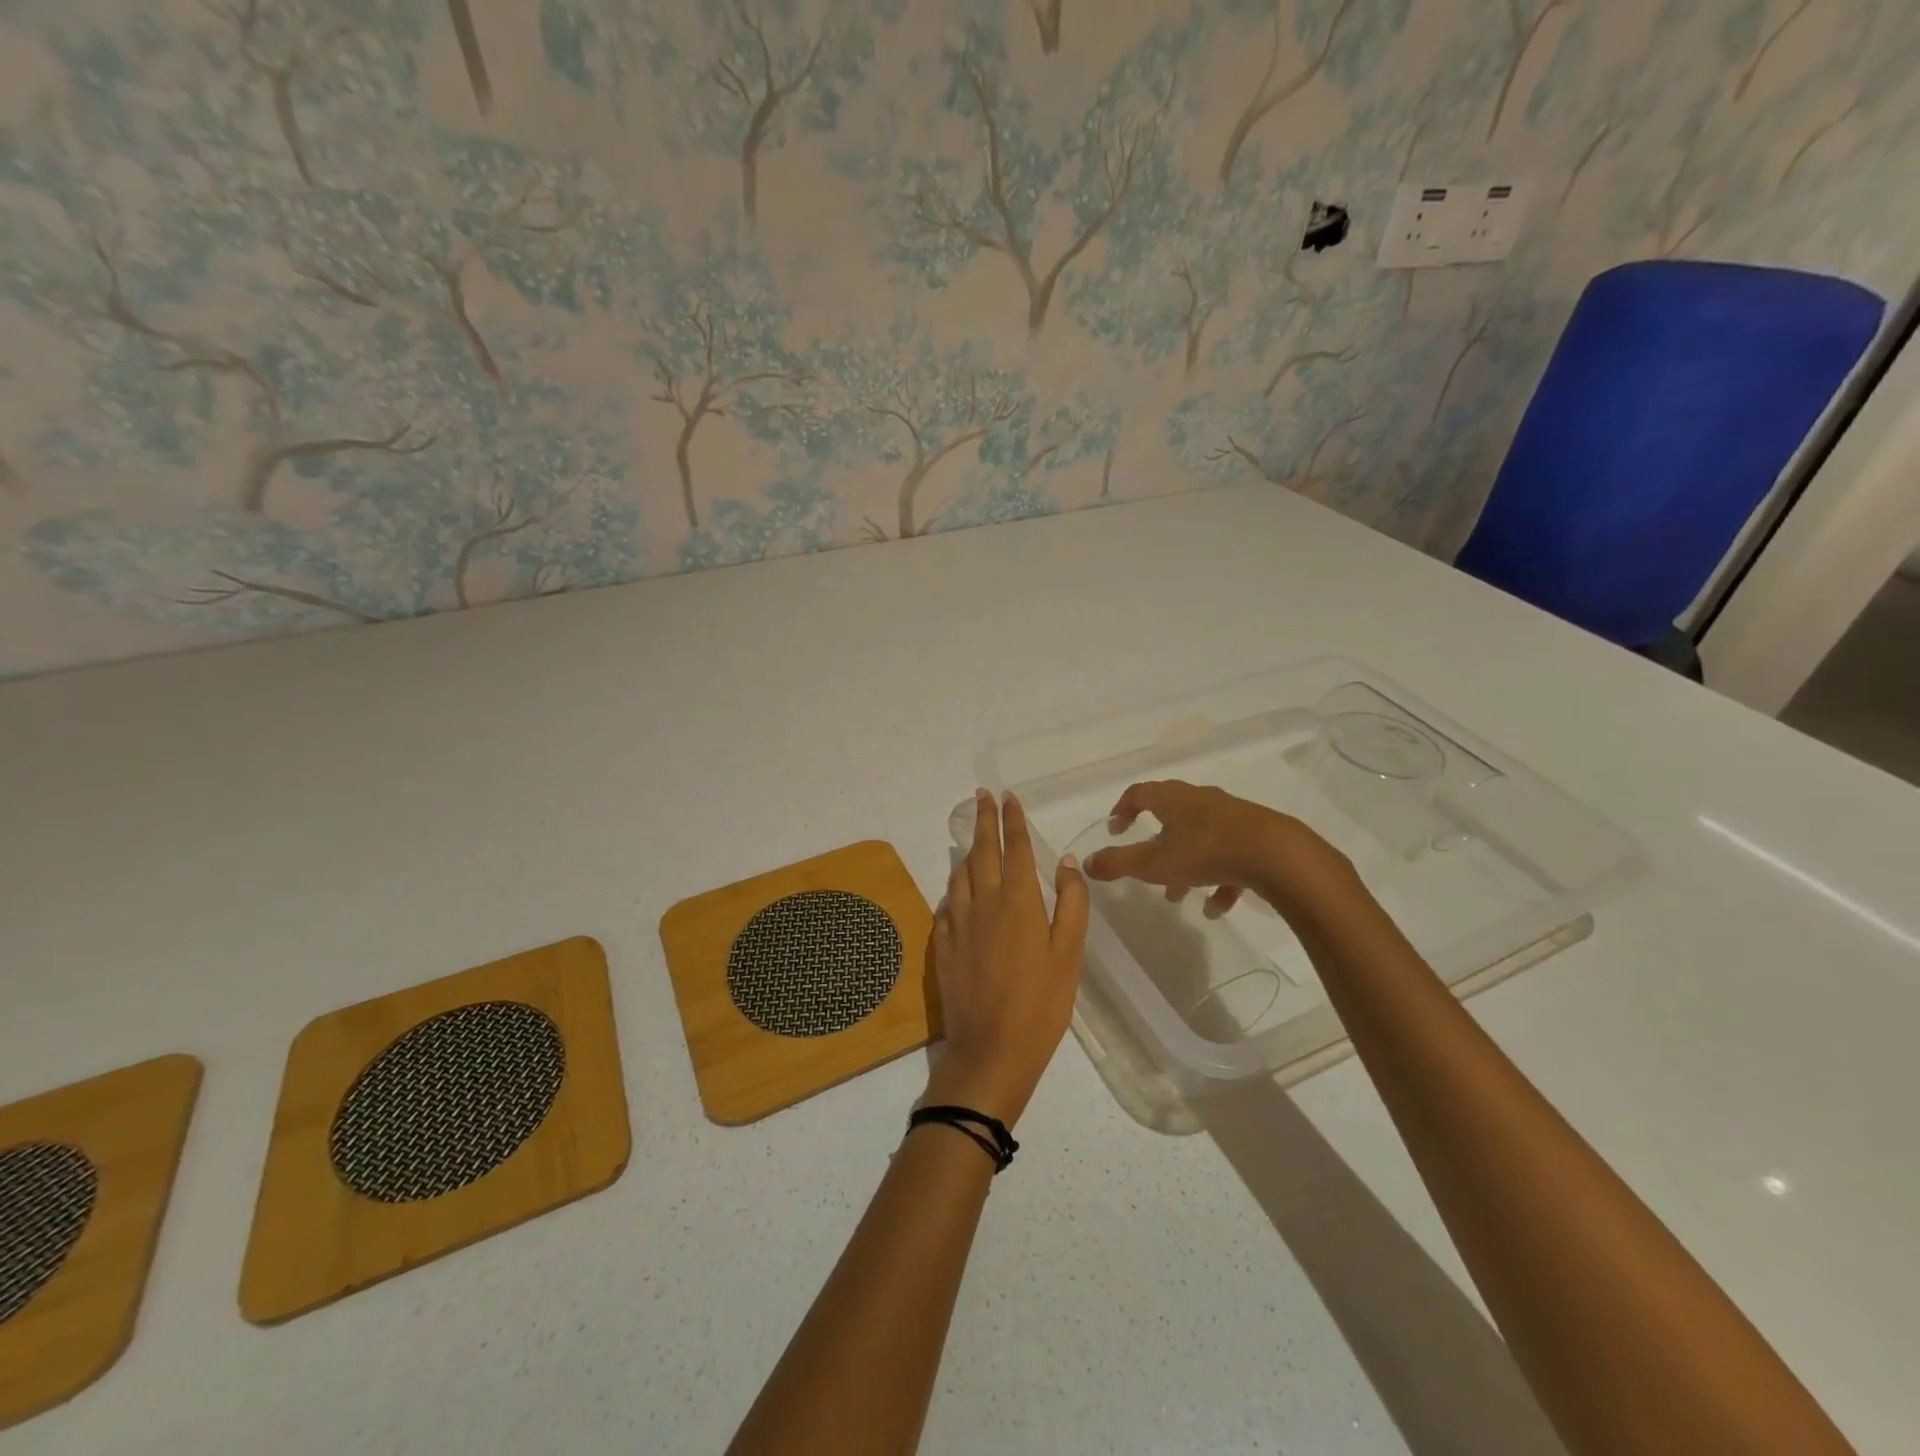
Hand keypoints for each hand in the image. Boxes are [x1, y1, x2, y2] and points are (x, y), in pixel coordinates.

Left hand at [925, 789, 1088, 1126]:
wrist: (991, 1049)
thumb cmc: (1041, 1003)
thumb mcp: (1070, 953)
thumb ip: (1071, 903)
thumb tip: (1066, 862)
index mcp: (1018, 900)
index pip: (1015, 848)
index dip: (1012, 820)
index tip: (1007, 796)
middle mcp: (984, 902)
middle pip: (981, 851)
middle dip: (983, 820)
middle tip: (981, 795)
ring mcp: (959, 922)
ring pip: (960, 874)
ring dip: (967, 850)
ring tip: (971, 838)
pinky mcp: (944, 944)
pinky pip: (948, 903)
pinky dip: (955, 887)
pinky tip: (958, 890)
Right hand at [1082, 779, 1343, 918]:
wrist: (1276, 855)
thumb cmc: (1205, 852)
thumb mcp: (1153, 863)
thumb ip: (1117, 863)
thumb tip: (1085, 862)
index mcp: (1172, 799)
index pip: (1139, 793)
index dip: (1123, 808)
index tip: (1115, 827)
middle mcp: (1200, 800)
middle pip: (1170, 815)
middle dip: (1155, 843)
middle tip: (1145, 866)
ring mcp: (1230, 816)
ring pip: (1199, 838)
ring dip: (1185, 865)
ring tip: (1179, 897)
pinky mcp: (1255, 836)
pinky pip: (1229, 856)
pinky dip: (1218, 878)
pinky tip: (1217, 907)